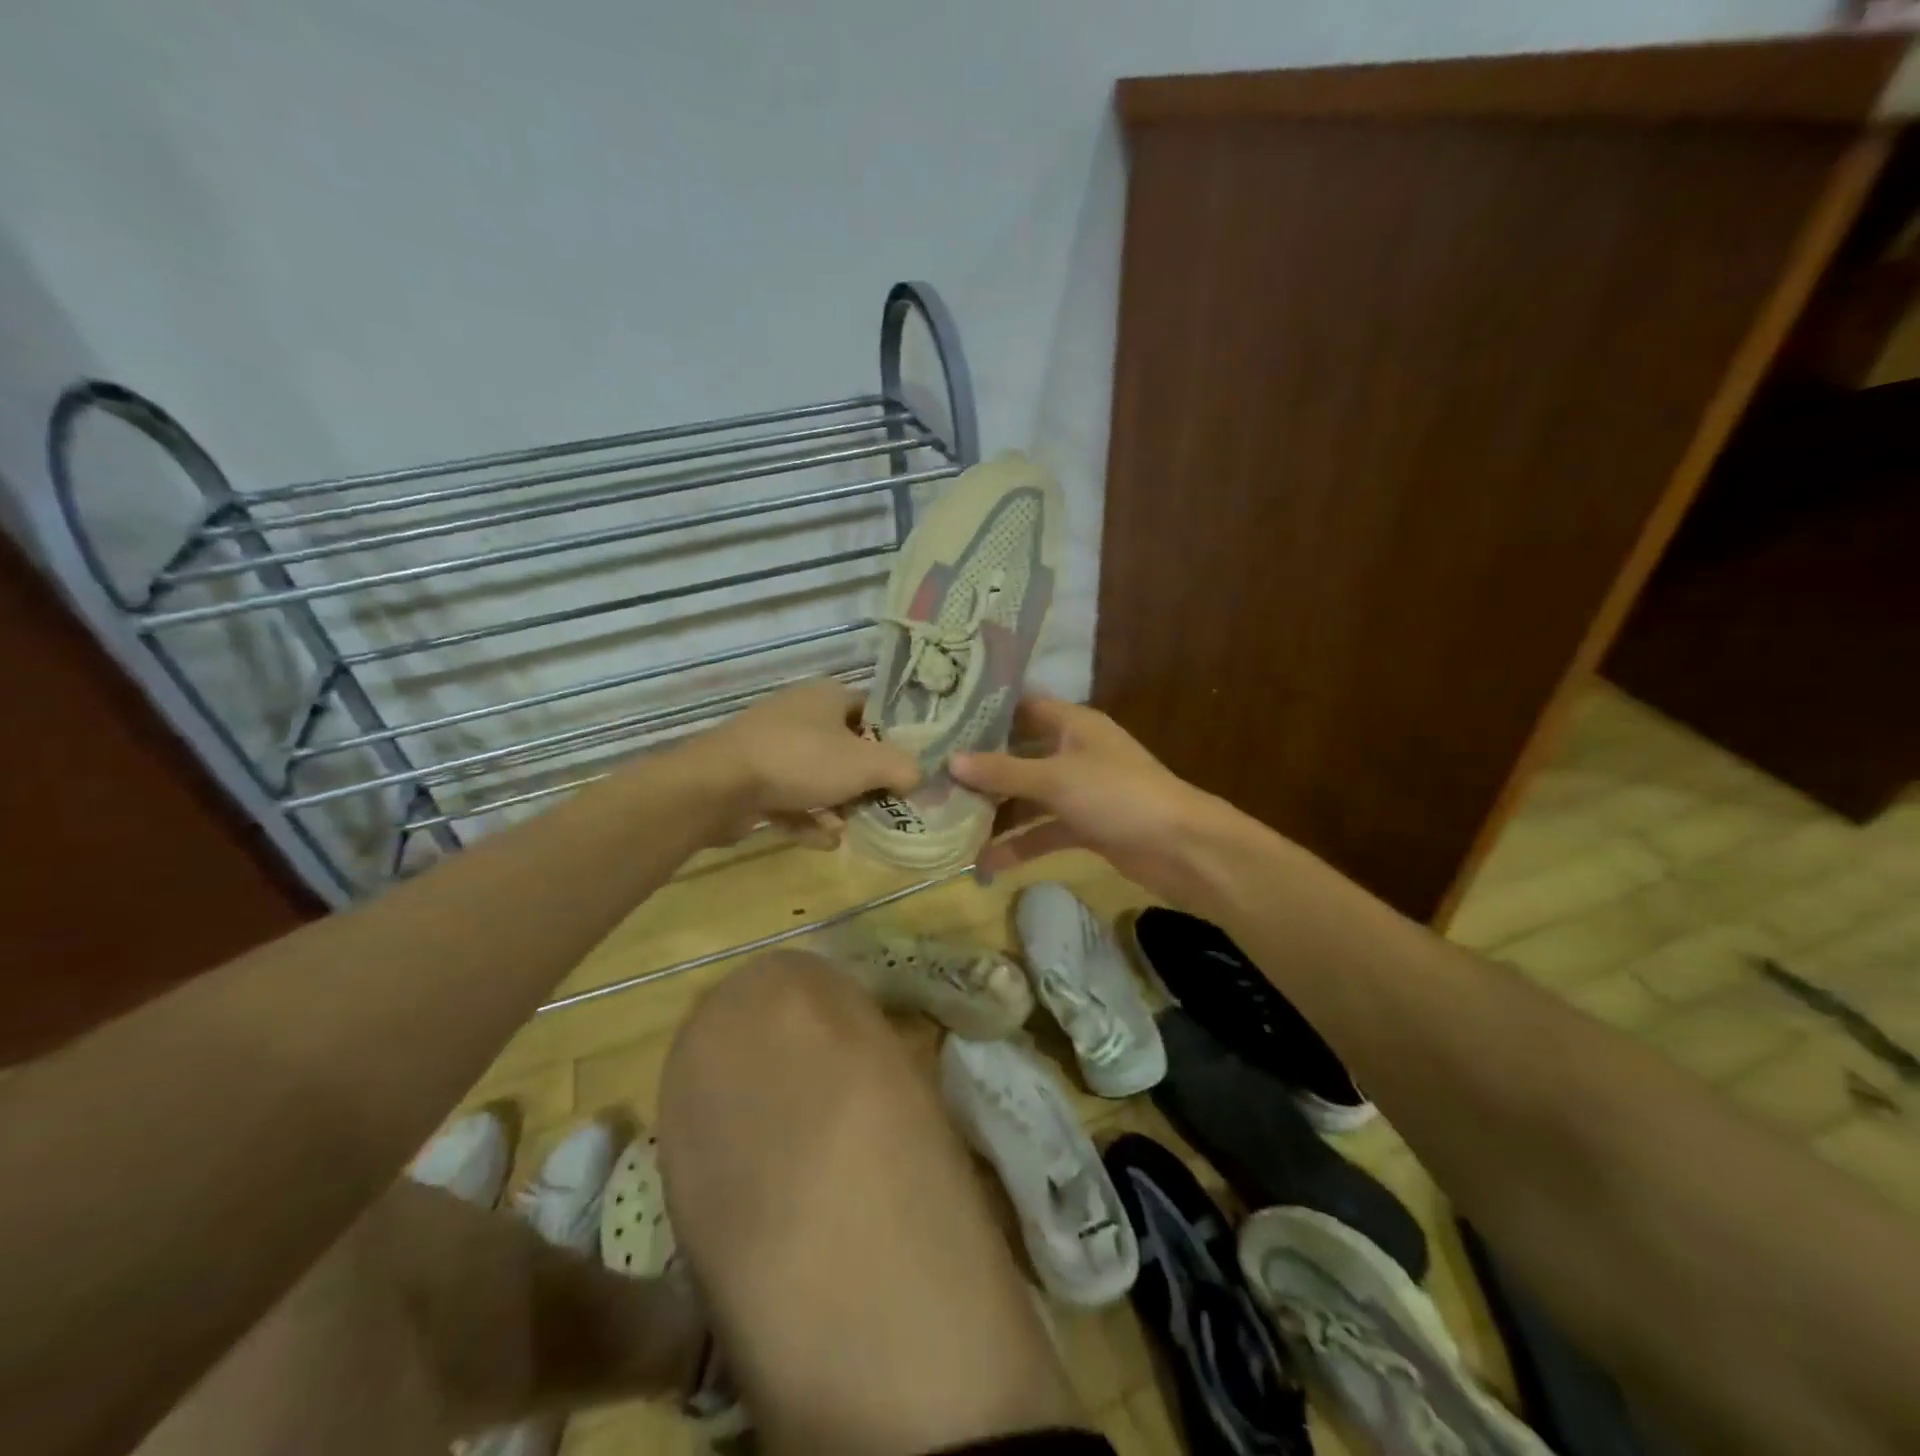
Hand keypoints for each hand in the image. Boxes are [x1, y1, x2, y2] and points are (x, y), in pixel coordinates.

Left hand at [685, 679, 919, 847]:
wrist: (718, 786)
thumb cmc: (801, 761)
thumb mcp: (866, 764)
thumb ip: (902, 768)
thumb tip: (918, 776)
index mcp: (828, 697)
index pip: (873, 711)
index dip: (894, 739)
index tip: (907, 770)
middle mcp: (800, 714)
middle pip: (847, 748)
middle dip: (864, 781)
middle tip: (882, 805)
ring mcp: (772, 747)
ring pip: (818, 776)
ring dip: (836, 805)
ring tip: (849, 827)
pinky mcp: (751, 778)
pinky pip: (791, 798)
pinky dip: (808, 819)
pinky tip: (822, 841)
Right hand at [951, 696, 1232, 897]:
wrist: (1182, 848)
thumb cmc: (1118, 795)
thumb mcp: (1056, 779)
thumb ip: (1003, 771)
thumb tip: (951, 761)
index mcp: (1072, 724)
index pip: (1021, 707)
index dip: (985, 713)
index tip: (942, 720)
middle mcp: (1073, 752)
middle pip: (1019, 755)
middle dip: (981, 770)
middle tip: (932, 777)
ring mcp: (1080, 791)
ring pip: (1028, 797)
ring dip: (996, 813)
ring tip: (949, 825)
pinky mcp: (1085, 827)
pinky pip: (1044, 831)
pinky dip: (1020, 845)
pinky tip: (987, 863)